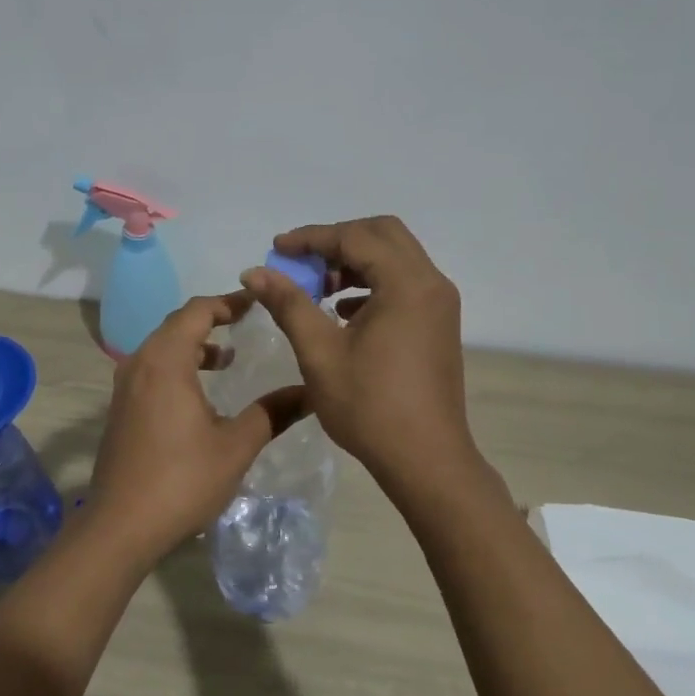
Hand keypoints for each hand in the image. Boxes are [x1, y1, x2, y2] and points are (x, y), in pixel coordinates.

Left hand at [87, 293, 306, 567]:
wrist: (120, 526)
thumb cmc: (182, 480)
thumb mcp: (236, 446)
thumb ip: (272, 413)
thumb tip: (309, 392)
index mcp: (166, 361)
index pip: (197, 311)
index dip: (228, 302)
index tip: (257, 302)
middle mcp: (140, 363)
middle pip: (176, 324)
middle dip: (212, 319)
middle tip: (246, 322)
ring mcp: (125, 387)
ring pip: (161, 348)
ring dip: (194, 345)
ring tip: (227, 359)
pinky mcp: (120, 408)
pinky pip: (151, 368)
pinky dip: (177, 365)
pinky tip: (199, 393)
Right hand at [241, 217, 480, 507]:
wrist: (426, 460)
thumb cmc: (369, 406)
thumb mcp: (319, 352)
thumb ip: (288, 304)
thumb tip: (255, 272)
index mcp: (406, 283)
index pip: (355, 237)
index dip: (312, 238)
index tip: (277, 248)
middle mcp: (431, 283)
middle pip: (382, 234)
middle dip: (337, 241)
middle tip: (302, 262)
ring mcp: (439, 304)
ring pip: (395, 258)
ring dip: (355, 262)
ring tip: (319, 288)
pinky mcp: (438, 323)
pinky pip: (404, 283)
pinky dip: (372, 284)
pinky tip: (343, 312)